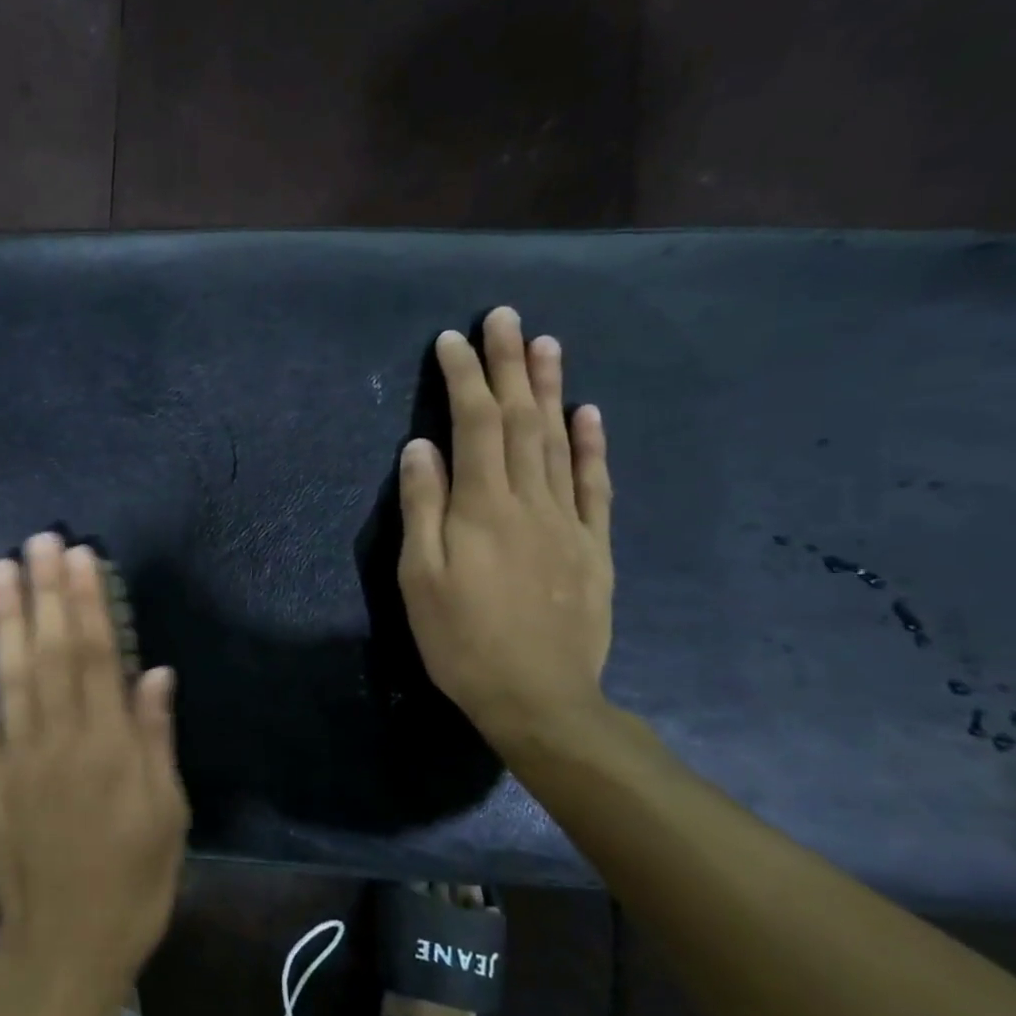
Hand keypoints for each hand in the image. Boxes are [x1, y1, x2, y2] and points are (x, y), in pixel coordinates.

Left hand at [0, 532, 188, 1014]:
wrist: (65, 947)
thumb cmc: (133, 882)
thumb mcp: (168, 815)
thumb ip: (155, 739)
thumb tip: (153, 670)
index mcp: (110, 748)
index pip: (97, 657)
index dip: (89, 603)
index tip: (81, 558)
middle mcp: (60, 740)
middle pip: (51, 653)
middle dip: (46, 593)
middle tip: (40, 540)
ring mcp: (17, 758)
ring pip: (10, 675)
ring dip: (4, 619)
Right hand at [397, 306, 614, 744]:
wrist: (539, 698)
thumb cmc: (461, 640)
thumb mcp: (420, 577)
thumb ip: (423, 507)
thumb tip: (421, 445)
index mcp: (483, 507)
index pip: (475, 424)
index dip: (464, 378)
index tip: (452, 340)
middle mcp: (530, 500)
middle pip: (521, 419)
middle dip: (510, 364)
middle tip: (504, 317)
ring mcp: (568, 521)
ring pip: (560, 441)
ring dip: (551, 388)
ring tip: (545, 343)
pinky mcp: (593, 546)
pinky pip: (595, 485)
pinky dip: (593, 445)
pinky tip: (588, 413)